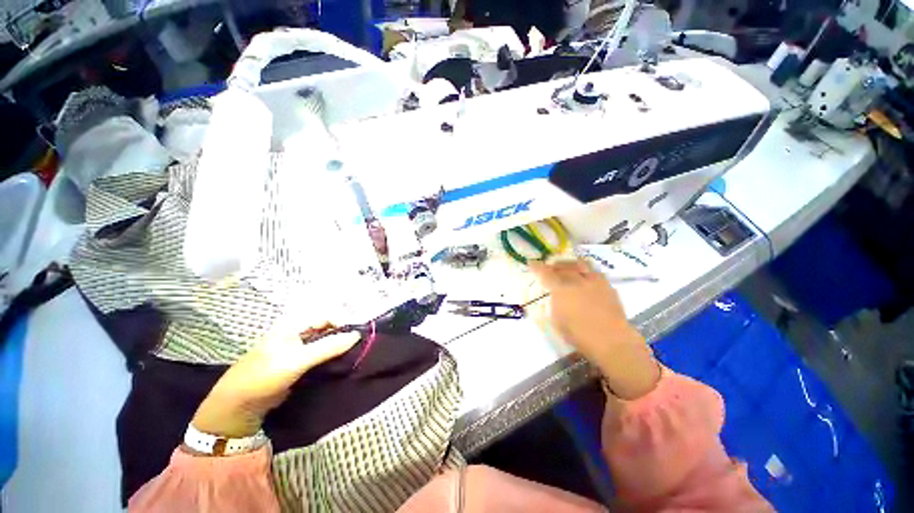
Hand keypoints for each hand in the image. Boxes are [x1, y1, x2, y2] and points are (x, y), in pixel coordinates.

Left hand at [191, 324, 360, 439]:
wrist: (239, 405)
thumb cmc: (265, 375)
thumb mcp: (298, 360)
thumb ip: (328, 347)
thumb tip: (357, 335)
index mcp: (293, 324)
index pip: (326, 316)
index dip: (342, 323)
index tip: (357, 336)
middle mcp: (297, 332)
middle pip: (327, 327)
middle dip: (342, 334)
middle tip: (358, 345)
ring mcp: (297, 348)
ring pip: (325, 341)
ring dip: (338, 346)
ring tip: (353, 353)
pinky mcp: (298, 362)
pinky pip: (320, 354)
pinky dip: (331, 356)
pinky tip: (341, 362)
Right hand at [529, 259, 659, 398]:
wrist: (612, 340)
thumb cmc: (579, 334)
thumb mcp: (557, 319)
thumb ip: (554, 302)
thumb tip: (554, 295)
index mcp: (561, 288)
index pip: (545, 272)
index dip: (536, 266)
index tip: (531, 263)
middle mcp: (577, 280)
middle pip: (562, 265)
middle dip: (553, 265)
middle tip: (549, 267)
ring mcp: (594, 281)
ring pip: (580, 264)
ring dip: (570, 264)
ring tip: (566, 268)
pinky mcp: (607, 285)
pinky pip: (593, 271)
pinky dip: (585, 271)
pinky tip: (584, 278)